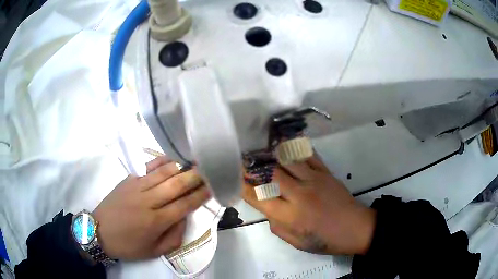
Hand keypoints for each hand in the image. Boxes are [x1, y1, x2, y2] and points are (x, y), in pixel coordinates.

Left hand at [92, 156, 210, 259]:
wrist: (99, 231)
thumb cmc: (128, 245)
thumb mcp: (154, 251)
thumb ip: (174, 237)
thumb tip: (184, 217)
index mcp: (156, 222)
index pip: (184, 205)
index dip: (200, 195)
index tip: (213, 187)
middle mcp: (149, 201)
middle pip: (177, 185)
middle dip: (196, 177)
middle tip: (210, 170)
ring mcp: (137, 187)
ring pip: (164, 173)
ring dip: (182, 167)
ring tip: (196, 163)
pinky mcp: (129, 179)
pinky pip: (149, 167)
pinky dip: (162, 162)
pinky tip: (172, 159)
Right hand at [242, 156, 375, 254]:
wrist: (356, 228)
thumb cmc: (326, 240)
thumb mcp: (297, 243)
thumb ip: (277, 226)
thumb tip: (268, 209)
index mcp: (291, 216)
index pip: (259, 197)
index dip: (244, 187)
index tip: (235, 179)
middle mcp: (300, 194)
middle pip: (270, 174)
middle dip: (253, 167)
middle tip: (242, 161)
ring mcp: (314, 179)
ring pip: (287, 159)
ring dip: (270, 154)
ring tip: (259, 150)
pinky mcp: (325, 172)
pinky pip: (307, 154)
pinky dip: (294, 147)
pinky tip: (284, 143)